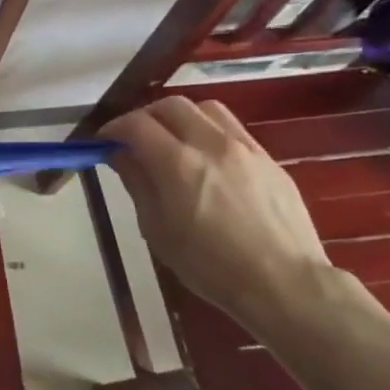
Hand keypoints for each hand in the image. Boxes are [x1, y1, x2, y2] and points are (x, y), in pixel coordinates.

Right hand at [101, 96, 332, 327]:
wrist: (285, 284)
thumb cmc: (210, 265)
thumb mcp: (157, 229)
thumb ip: (137, 183)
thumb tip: (121, 155)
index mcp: (177, 164)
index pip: (135, 124)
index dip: (113, 129)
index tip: (104, 143)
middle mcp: (210, 144)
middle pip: (170, 105)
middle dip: (145, 117)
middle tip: (135, 140)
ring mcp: (245, 148)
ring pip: (205, 109)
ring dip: (180, 118)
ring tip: (173, 141)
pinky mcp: (269, 159)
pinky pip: (232, 128)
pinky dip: (209, 131)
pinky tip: (207, 159)